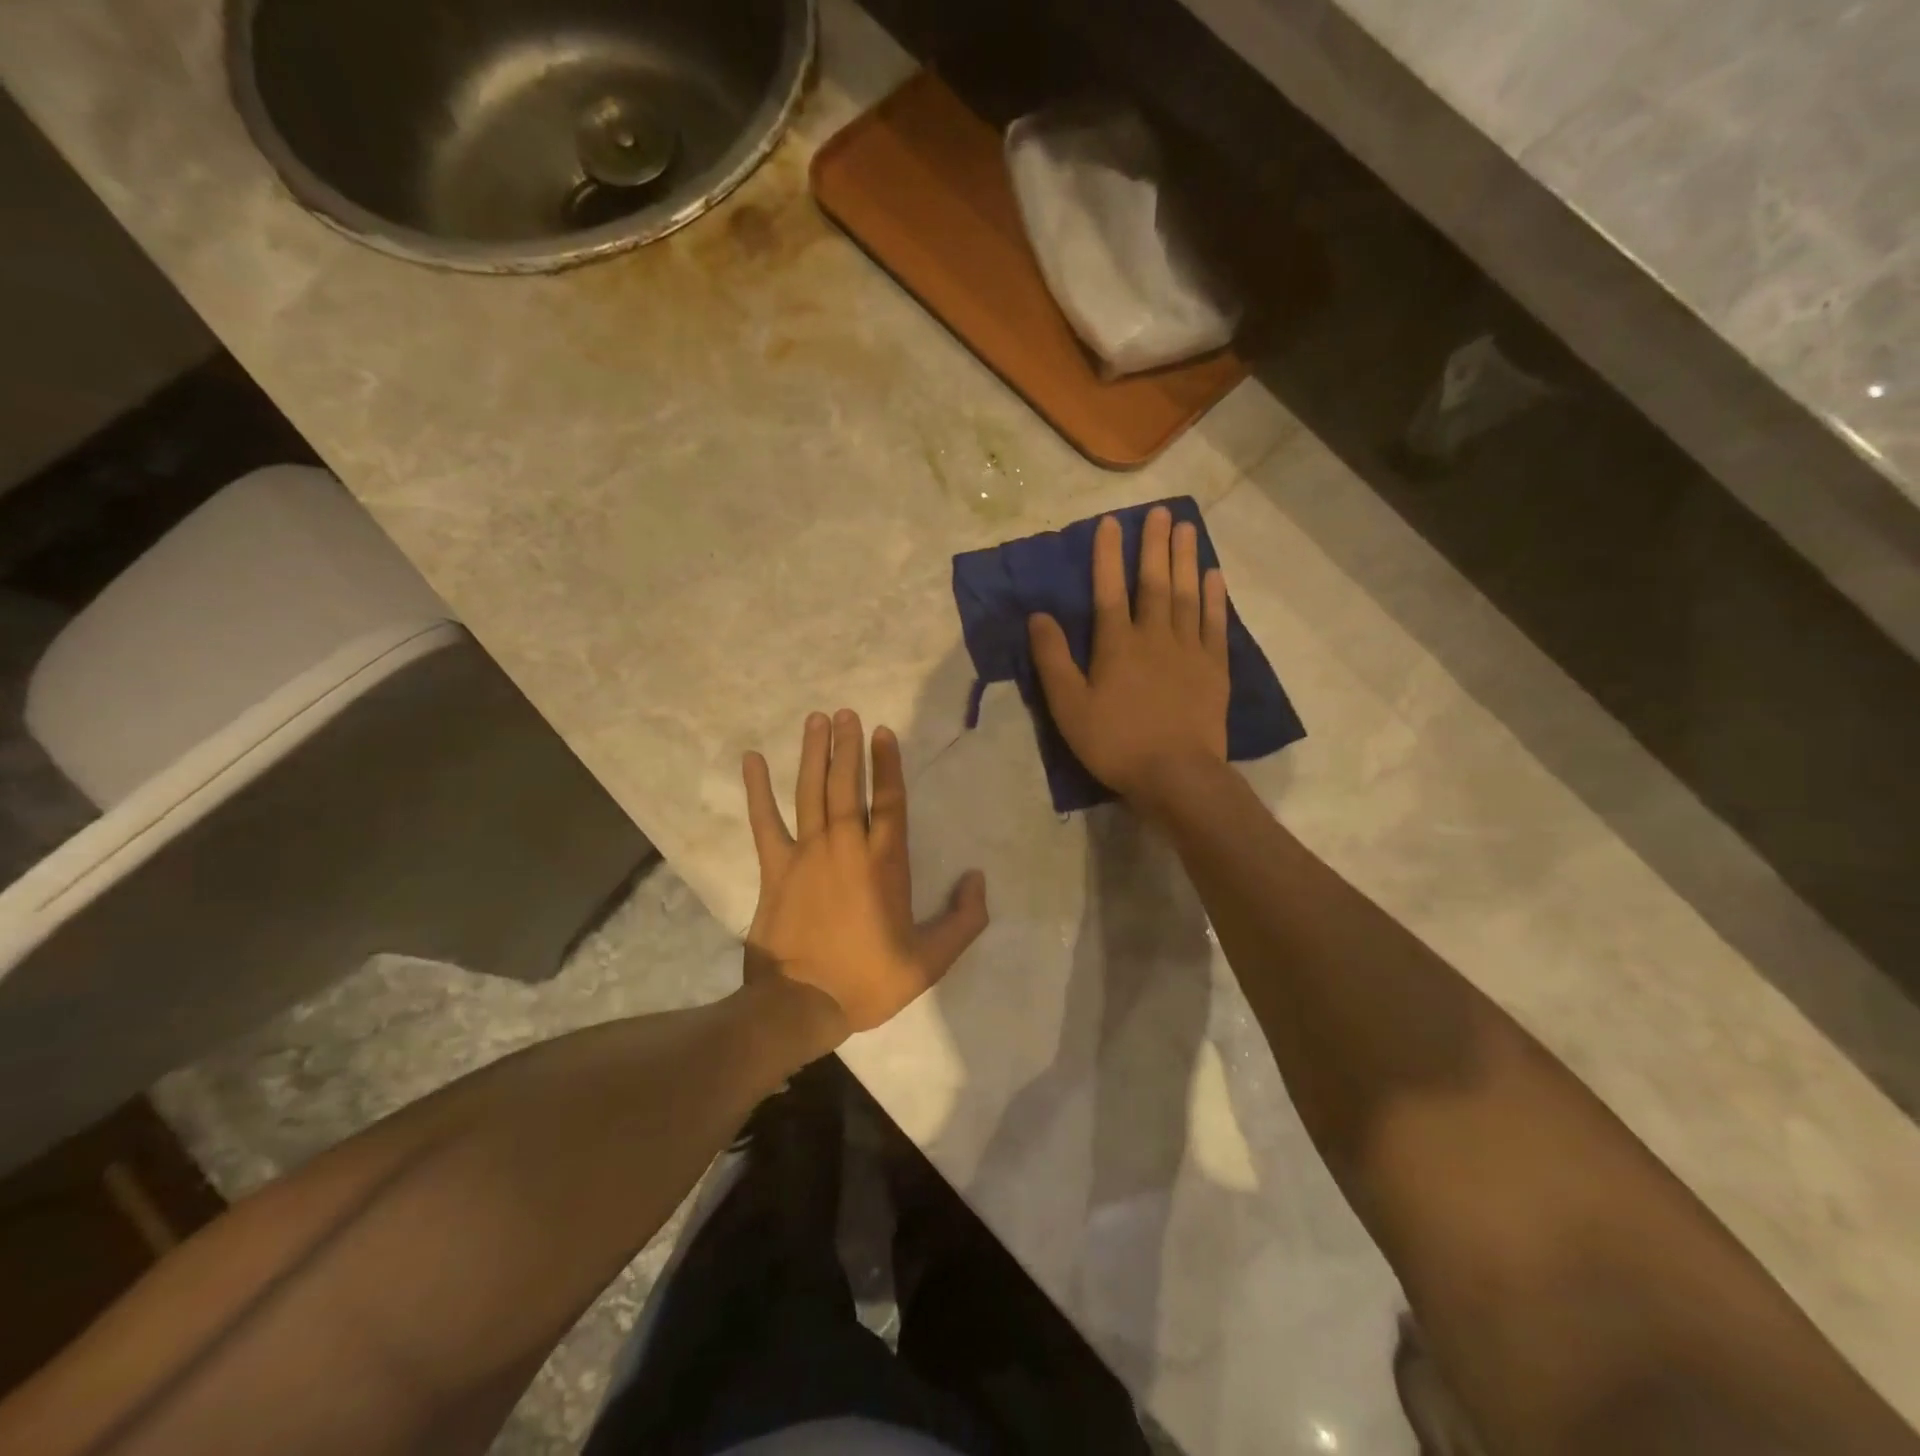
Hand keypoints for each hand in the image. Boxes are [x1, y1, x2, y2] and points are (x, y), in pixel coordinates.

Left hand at [742, 710, 988, 1039]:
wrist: (801, 1006)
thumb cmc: (868, 980)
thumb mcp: (930, 961)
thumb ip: (963, 919)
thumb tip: (978, 879)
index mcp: (885, 864)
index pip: (889, 801)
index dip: (887, 764)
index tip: (883, 732)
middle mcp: (846, 847)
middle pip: (847, 785)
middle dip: (848, 746)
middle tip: (845, 713)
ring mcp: (807, 854)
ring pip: (811, 792)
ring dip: (813, 754)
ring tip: (815, 720)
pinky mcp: (775, 868)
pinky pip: (765, 821)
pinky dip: (757, 790)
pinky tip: (752, 759)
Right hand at [1028, 506, 1229, 804]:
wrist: (1176, 775)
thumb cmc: (1115, 743)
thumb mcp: (1068, 707)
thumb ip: (1053, 660)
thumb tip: (1039, 616)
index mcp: (1117, 645)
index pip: (1109, 590)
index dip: (1108, 555)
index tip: (1111, 522)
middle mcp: (1154, 636)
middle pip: (1155, 582)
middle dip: (1156, 545)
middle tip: (1163, 512)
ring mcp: (1189, 650)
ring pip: (1188, 595)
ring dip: (1187, 560)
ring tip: (1189, 528)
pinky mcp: (1214, 669)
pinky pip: (1215, 624)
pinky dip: (1215, 598)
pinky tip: (1214, 576)